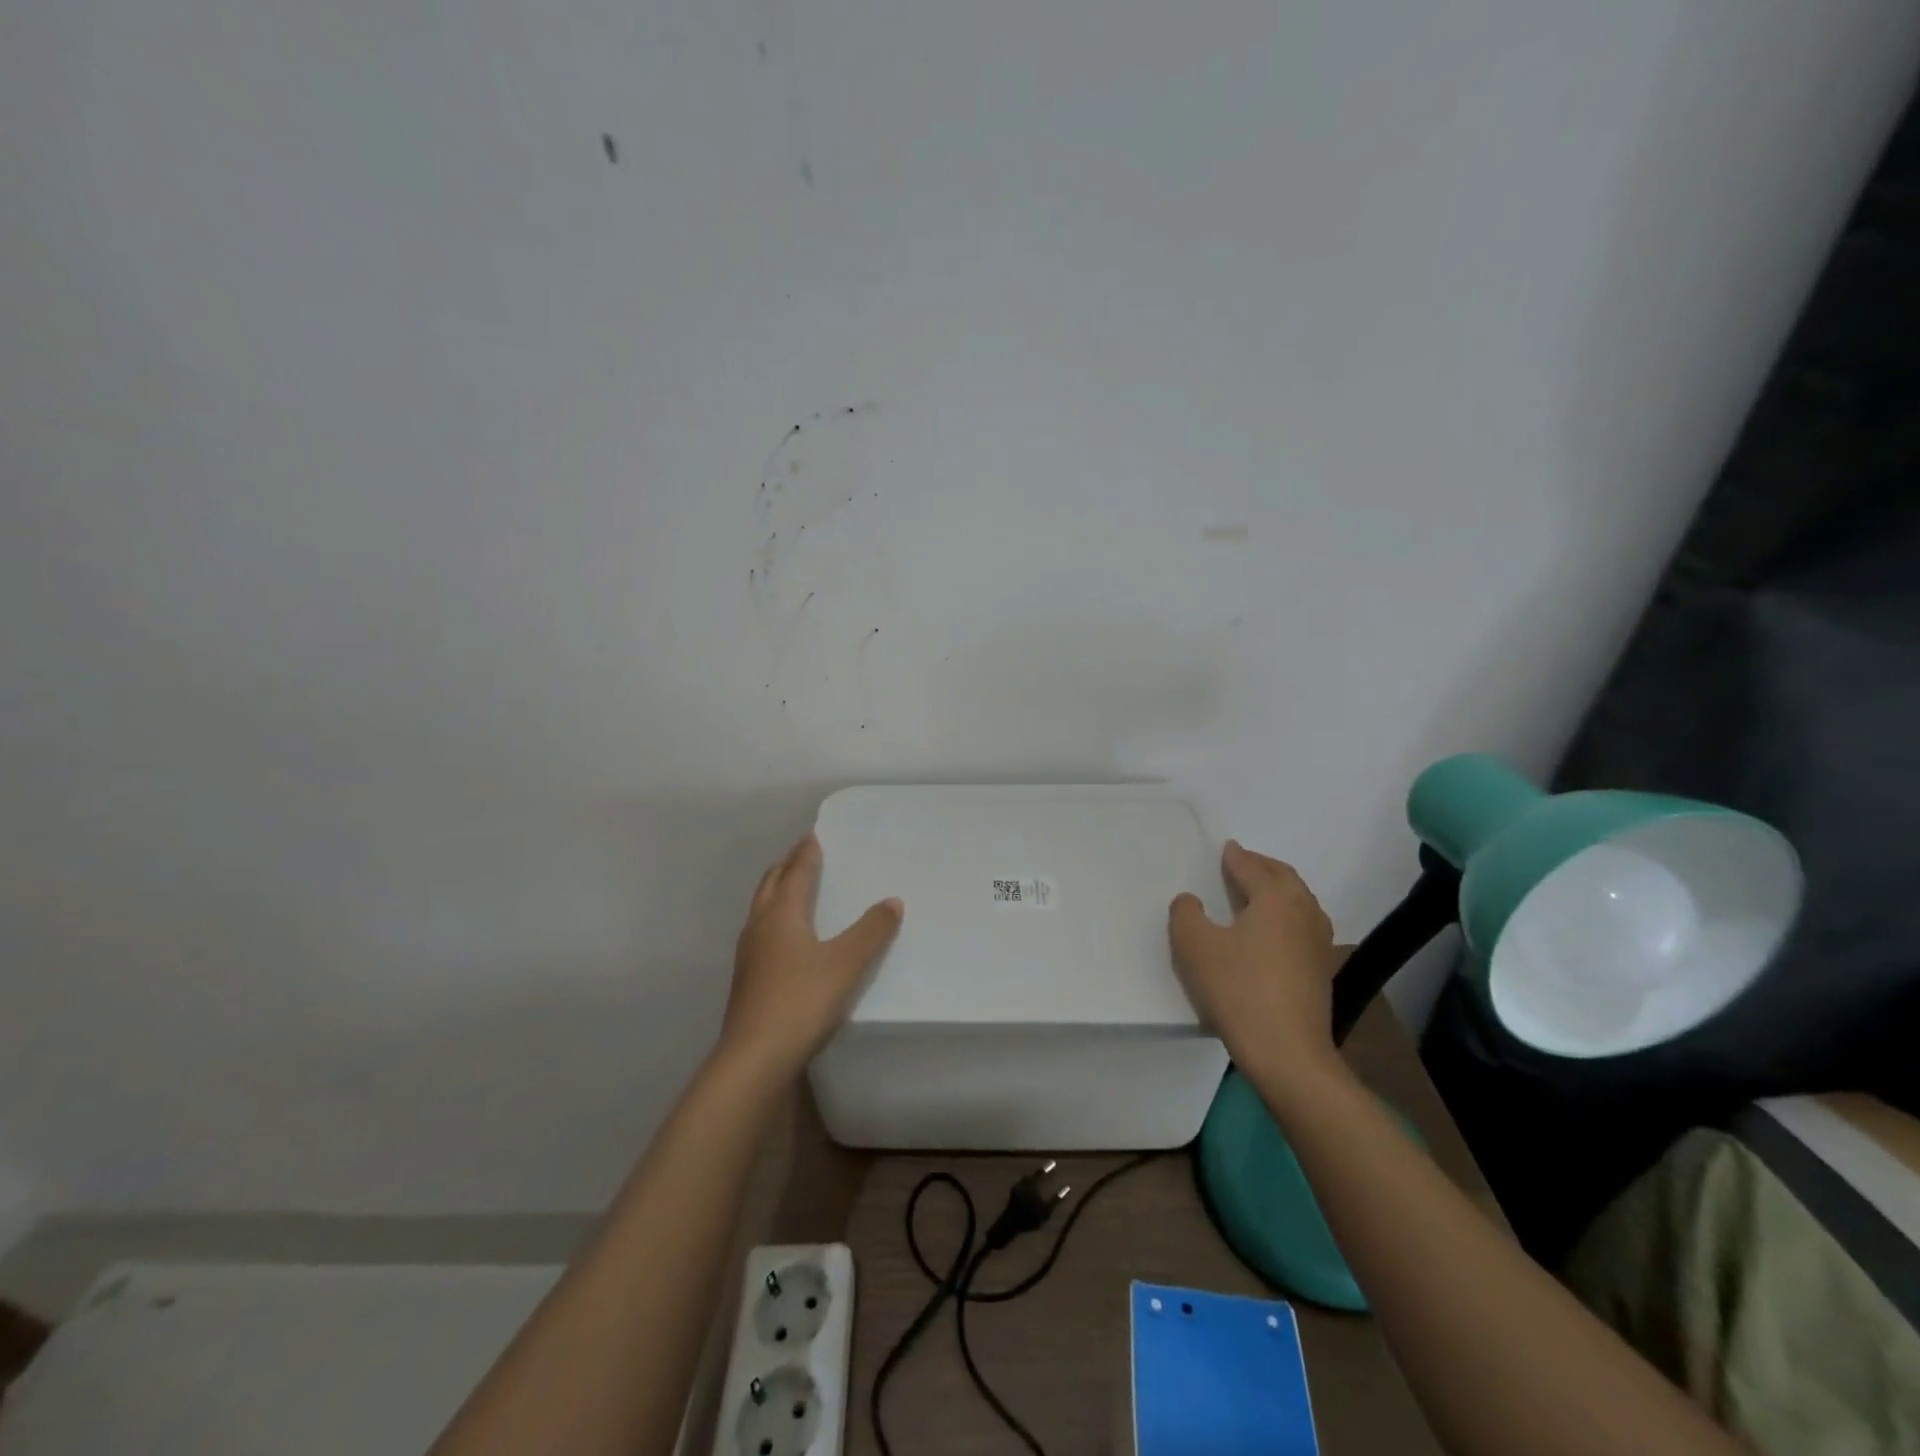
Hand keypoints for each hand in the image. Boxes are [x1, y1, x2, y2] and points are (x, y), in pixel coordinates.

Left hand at [719, 835, 902, 1081]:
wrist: (754, 1058)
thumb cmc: (801, 1001)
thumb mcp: (847, 964)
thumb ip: (871, 931)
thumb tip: (892, 901)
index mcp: (782, 914)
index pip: (796, 872)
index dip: (807, 852)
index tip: (814, 834)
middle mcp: (760, 926)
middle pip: (771, 884)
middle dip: (787, 865)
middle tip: (803, 854)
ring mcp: (749, 954)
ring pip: (762, 908)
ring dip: (777, 890)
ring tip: (794, 887)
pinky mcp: (747, 978)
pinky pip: (761, 931)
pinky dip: (774, 917)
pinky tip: (786, 937)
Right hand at [1169, 841, 1345, 1098]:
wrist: (1288, 1054)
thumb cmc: (1239, 990)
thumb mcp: (1195, 947)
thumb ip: (1186, 914)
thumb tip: (1191, 901)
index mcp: (1275, 899)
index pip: (1252, 868)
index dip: (1235, 857)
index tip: (1226, 848)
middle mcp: (1303, 912)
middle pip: (1284, 878)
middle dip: (1262, 867)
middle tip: (1242, 863)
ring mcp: (1319, 943)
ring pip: (1299, 902)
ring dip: (1278, 891)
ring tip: (1257, 894)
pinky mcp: (1321, 971)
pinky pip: (1303, 926)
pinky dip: (1286, 916)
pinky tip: (1272, 933)